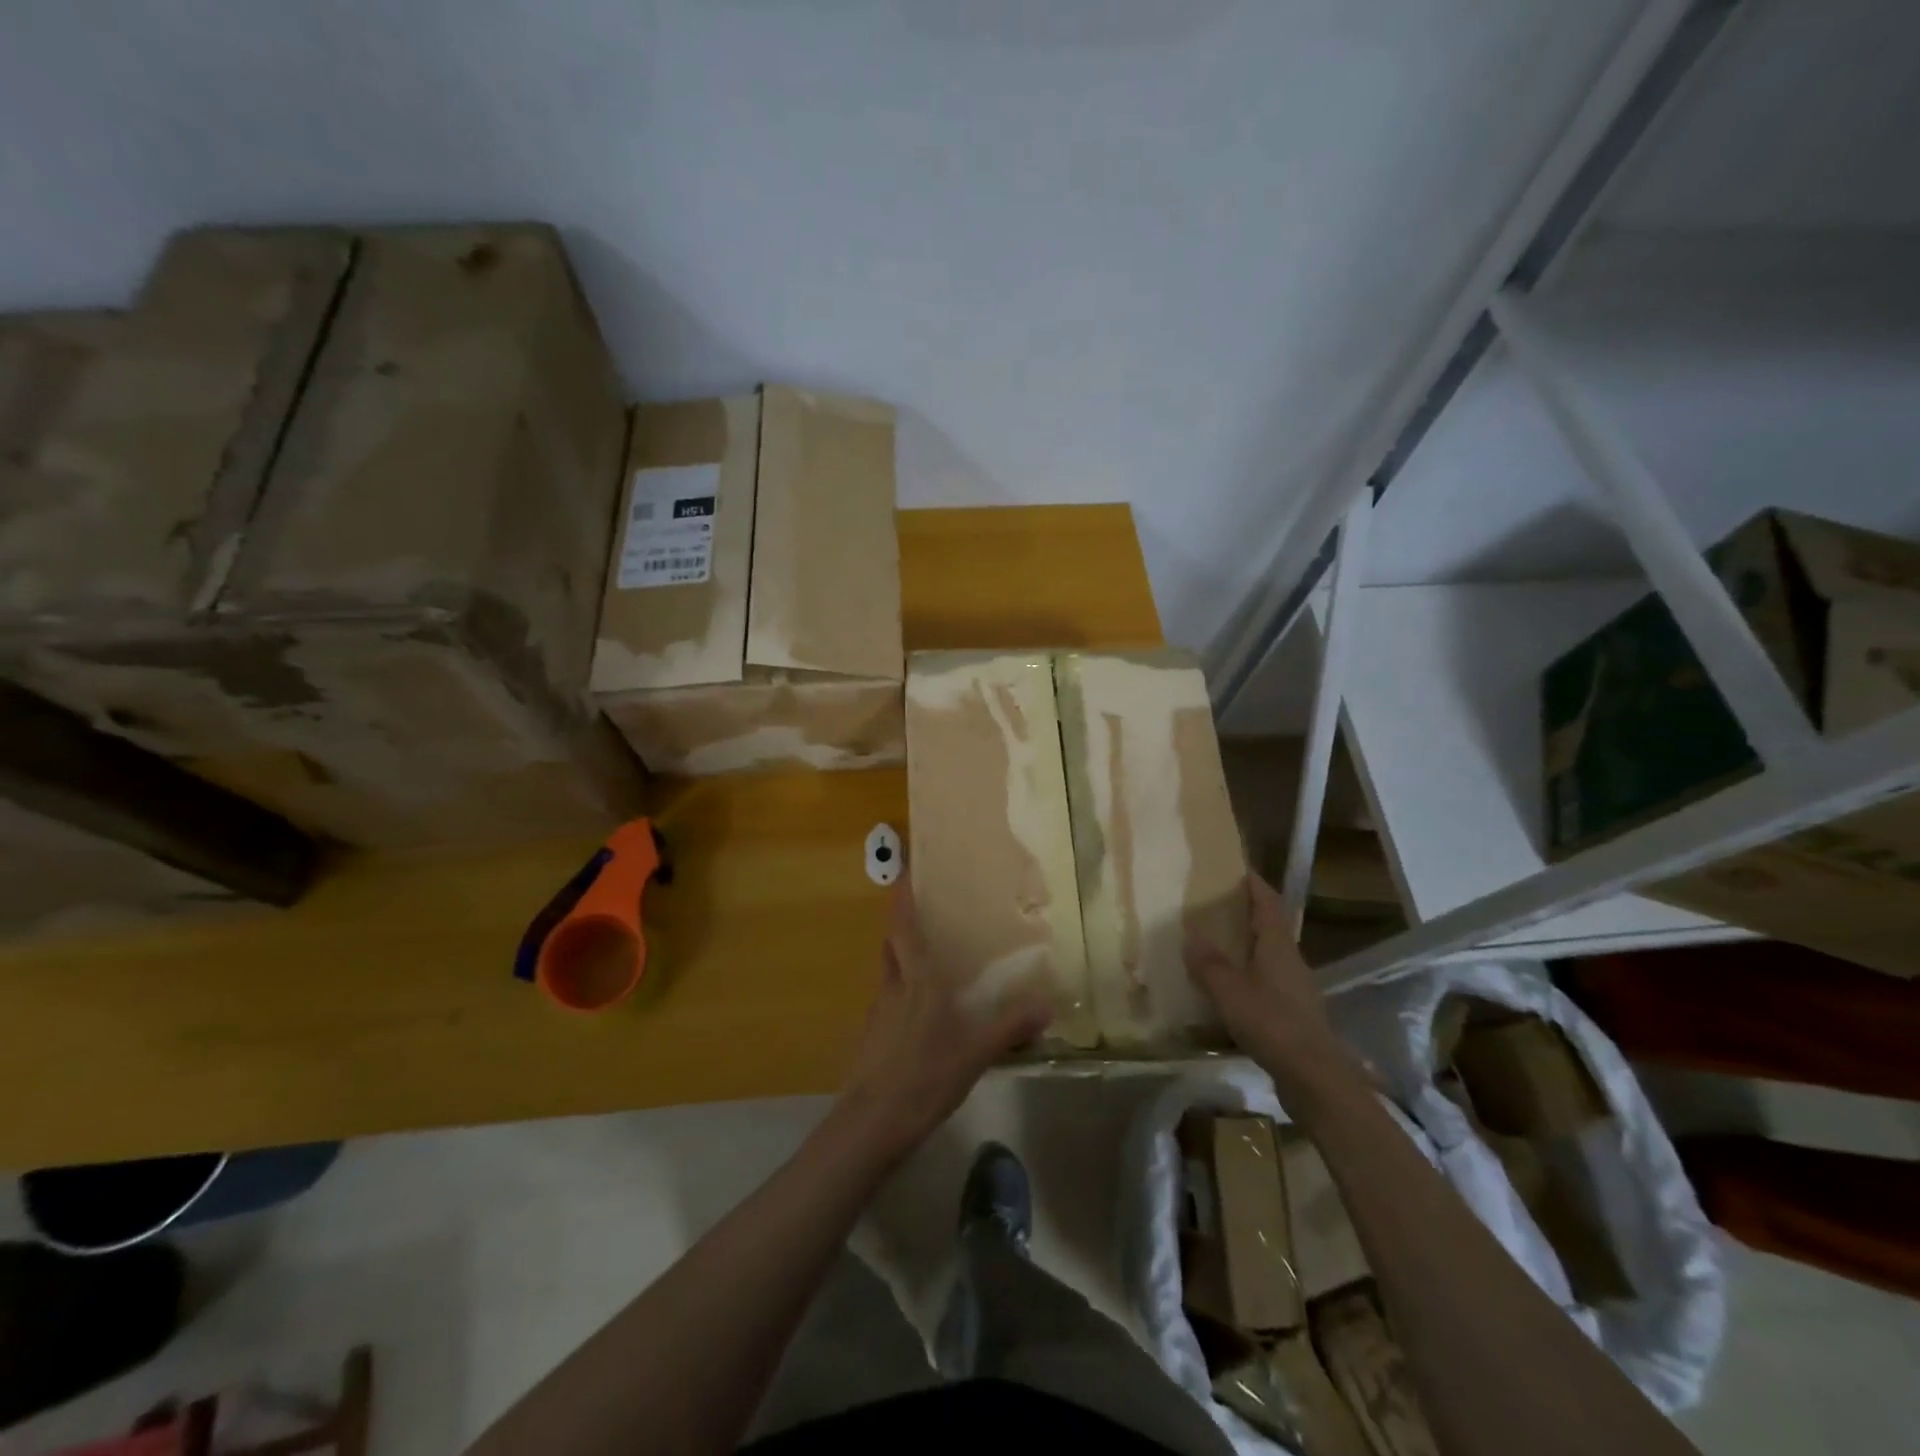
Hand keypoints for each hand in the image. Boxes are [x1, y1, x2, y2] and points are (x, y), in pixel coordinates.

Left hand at [838, 876, 1053, 1157]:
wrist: (873, 1122)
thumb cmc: (925, 1074)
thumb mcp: (976, 1051)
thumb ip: (1011, 1026)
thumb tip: (1047, 1003)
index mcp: (917, 978)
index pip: (903, 924)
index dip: (902, 895)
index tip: (903, 868)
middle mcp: (893, 985)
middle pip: (892, 942)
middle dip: (902, 922)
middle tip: (924, 911)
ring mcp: (879, 1011)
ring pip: (889, 970)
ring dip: (903, 956)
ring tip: (929, 959)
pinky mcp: (872, 1035)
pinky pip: (889, 999)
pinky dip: (903, 991)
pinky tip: (921, 1013)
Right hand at [1186, 873, 1340, 1093]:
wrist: (1315, 1078)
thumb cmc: (1272, 1023)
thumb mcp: (1230, 991)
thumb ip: (1209, 964)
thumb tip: (1191, 936)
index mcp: (1278, 946)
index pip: (1268, 904)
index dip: (1254, 884)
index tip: (1237, 869)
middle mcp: (1291, 961)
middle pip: (1269, 928)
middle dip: (1245, 914)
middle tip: (1214, 906)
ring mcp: (1295, 990)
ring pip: (1267, 958)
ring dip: (1245, 948)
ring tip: (1214, 946)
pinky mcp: (1293, 1016)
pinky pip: (1266, 985)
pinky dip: (1246, 978)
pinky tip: (1227, 991)